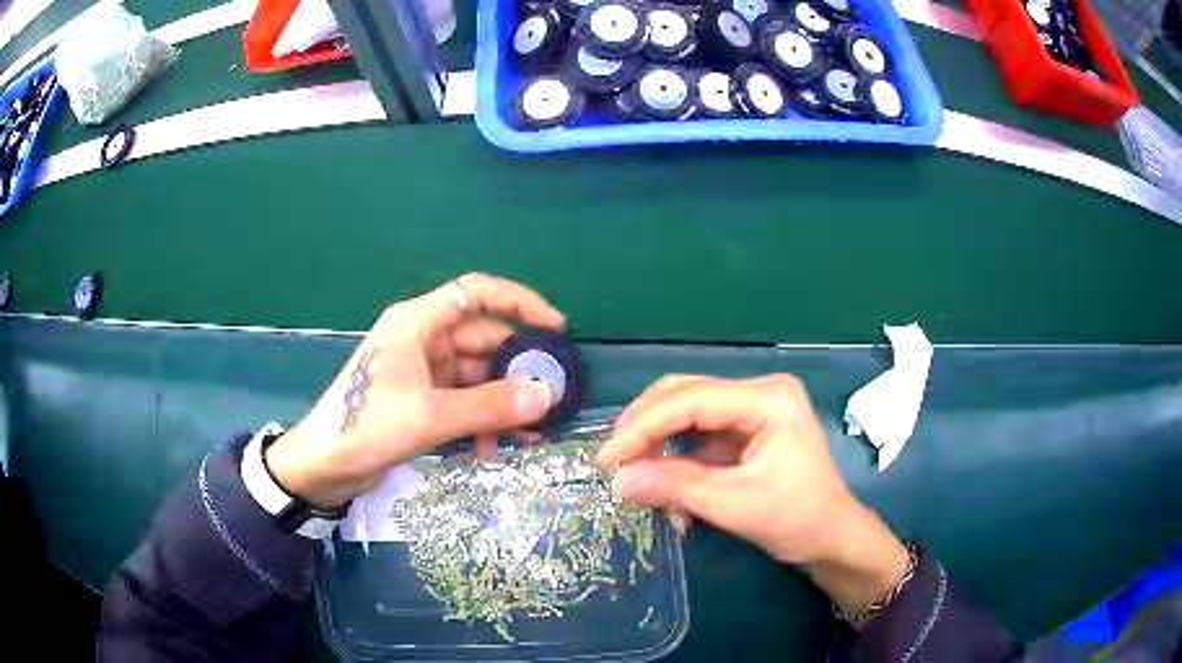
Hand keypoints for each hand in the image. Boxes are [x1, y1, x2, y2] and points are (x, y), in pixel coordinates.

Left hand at [265, 274, 564, 508]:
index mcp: (417, 323)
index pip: (476, 293)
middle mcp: (422, 340)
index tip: (555, 327)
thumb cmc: (367, 426)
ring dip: (501, 403)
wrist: (323, 465)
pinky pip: (462, 401)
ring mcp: (421, 372)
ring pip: (476, 376)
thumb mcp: (430, 416)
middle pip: (482, 340)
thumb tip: (547, 394)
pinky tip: (491, 449)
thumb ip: (489, 405)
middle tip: (551, 397)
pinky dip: (480, 420)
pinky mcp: (421, 401)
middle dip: (516, 369)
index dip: (519, 303)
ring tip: (528, 434)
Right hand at [596, 375, 909, 614]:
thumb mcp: (735, 505)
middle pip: (686, 395)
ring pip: (687, 414)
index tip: (607, 458)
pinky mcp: (746, 430)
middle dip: (646, 428)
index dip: (643, 427)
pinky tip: (667, 491)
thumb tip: (617, 482)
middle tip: (613, 461)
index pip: (692, 400)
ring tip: (635, 478)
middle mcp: (760, 391)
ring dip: (659, 446)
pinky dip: (677, 461)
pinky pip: (698, 436)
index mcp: (769, 398)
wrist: (831, 538)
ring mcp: (753, 409)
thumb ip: (676, 487)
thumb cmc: (797, 519)